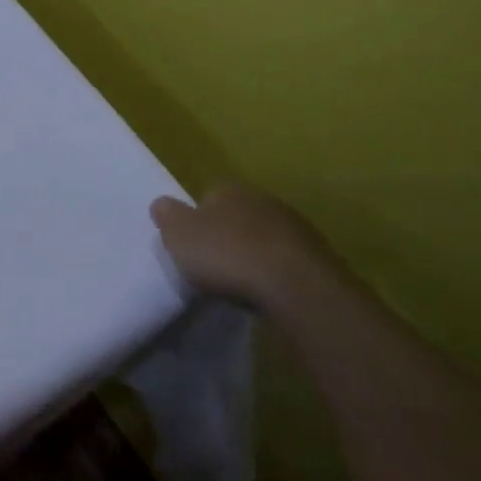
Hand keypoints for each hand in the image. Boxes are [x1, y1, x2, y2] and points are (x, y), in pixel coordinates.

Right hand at [151, 184, 348, 309]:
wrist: (295, 286)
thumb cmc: (227, 254)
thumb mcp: (178, 234)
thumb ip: (167, 215)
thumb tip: (162, 203)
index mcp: (230, 190)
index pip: (207, 197)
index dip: (197, 220)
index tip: (192, 244)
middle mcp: (264, 200)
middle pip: (238, 216)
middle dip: (228, 234)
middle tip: (214, 262)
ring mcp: (296, 228)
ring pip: (265, 237)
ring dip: (254, 253)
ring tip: (241, 281)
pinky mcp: (319, 257)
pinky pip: (286, 260)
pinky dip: (275, 271)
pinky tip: (266, 290)